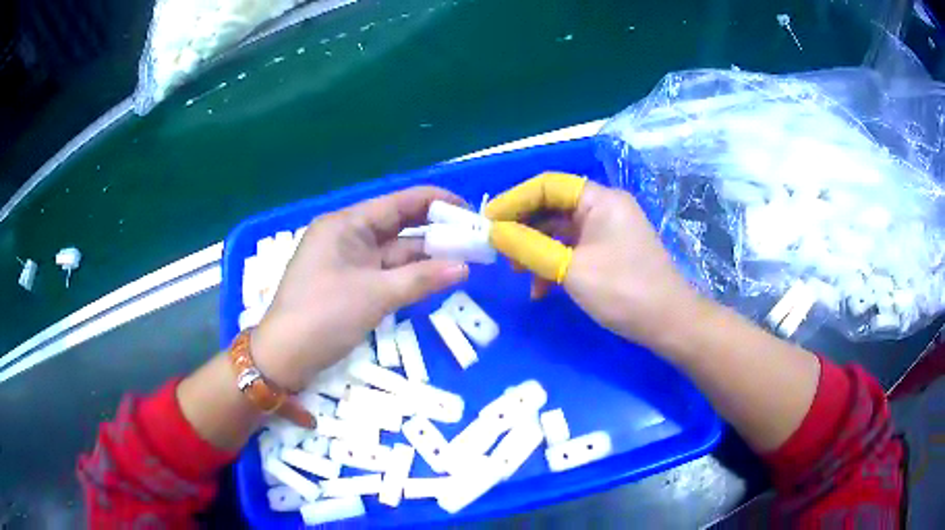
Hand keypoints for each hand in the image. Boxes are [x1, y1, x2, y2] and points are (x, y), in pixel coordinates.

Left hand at [251, 187, 468, 391]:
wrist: (284, 357)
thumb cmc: (324, 316)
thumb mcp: (376, 295)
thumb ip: (421, 279)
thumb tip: (464, 268)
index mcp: (346, 225)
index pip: (399, 203)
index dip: (436, 203)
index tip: (469, 211)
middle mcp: (347, 237)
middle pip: (398, 226)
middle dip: (435, 232)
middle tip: (473, 239)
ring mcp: (347, 262)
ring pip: (393, 252)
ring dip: (425, 257)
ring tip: (465, 259)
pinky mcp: (349, 284)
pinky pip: (385, 273)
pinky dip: (408, 276)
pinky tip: (436, 278)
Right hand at [485, 173, 700, 350]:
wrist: (669, 323)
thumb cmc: (624, 291)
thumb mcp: (571, 270)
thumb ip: (529, 247)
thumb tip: (493, 232)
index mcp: (600, 199)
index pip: (547, 185)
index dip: (514, 199)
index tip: (487, 221)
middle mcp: (604, 207)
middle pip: (552, 206)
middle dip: (523, 227)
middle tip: (498, 249)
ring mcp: (607, 230)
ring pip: (560, 230)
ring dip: (535, 249)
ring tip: (516, 272)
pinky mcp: (608, 251)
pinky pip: (573, 248)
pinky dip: (554, 264)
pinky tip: (541, 288)